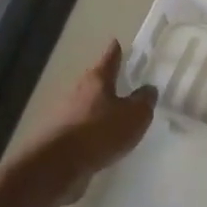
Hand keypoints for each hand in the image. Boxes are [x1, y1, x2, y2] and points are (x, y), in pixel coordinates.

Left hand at [32, 40, 156, 202]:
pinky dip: (94, 130)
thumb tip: (148, 89)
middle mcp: (78, 91)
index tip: (117, 42)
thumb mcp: (135, 115)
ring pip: (88, 105)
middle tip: (123, 80)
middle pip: (95, 81)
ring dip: (100, 107)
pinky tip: (104, 140)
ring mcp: (66, 114)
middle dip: (108, 81)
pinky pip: (83, 128)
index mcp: (97, 80)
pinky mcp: (61, 137)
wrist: (57, 164)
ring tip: (117, 114)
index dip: (115, 51)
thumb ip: (144, 101)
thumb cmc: (100, 131)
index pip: (109, 59)